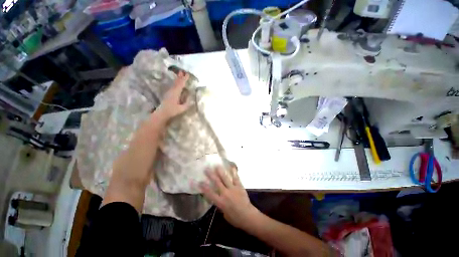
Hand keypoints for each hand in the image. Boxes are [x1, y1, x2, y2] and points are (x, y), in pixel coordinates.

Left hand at [154, 71, 190, 122]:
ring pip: (174, 83)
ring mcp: (169, 92)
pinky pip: (173, 86)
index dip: (184, 79)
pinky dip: (176, 83)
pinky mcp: (168, 94)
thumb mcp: (182, 108)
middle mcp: (172, 91)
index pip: (181, 84)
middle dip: (180, 76)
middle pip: (177, 82)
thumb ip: (187, 103)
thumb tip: (191, 98)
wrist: (162, 113)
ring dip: (178, 79)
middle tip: (183, 71)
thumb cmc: (172, 111)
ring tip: (180, 74)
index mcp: (176, 93)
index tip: (187, 74)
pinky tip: (177, 83)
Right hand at [199, 166, 259, 229]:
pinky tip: (232, 167)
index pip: (209, 193)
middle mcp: (225, 193)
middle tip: (206, 169)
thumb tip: (219, 198)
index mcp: (220, 202)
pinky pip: (236, 178)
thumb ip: (220, 204)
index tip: (198, 181)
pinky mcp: (239, 186)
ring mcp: (233, 188)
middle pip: (217, 182)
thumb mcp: (224, 214)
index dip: (203, 187)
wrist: (248, 216)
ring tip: (217, 165)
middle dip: (211, 175)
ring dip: (220, 171)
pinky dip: (234, 172)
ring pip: (225, 178)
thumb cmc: (235, 218)